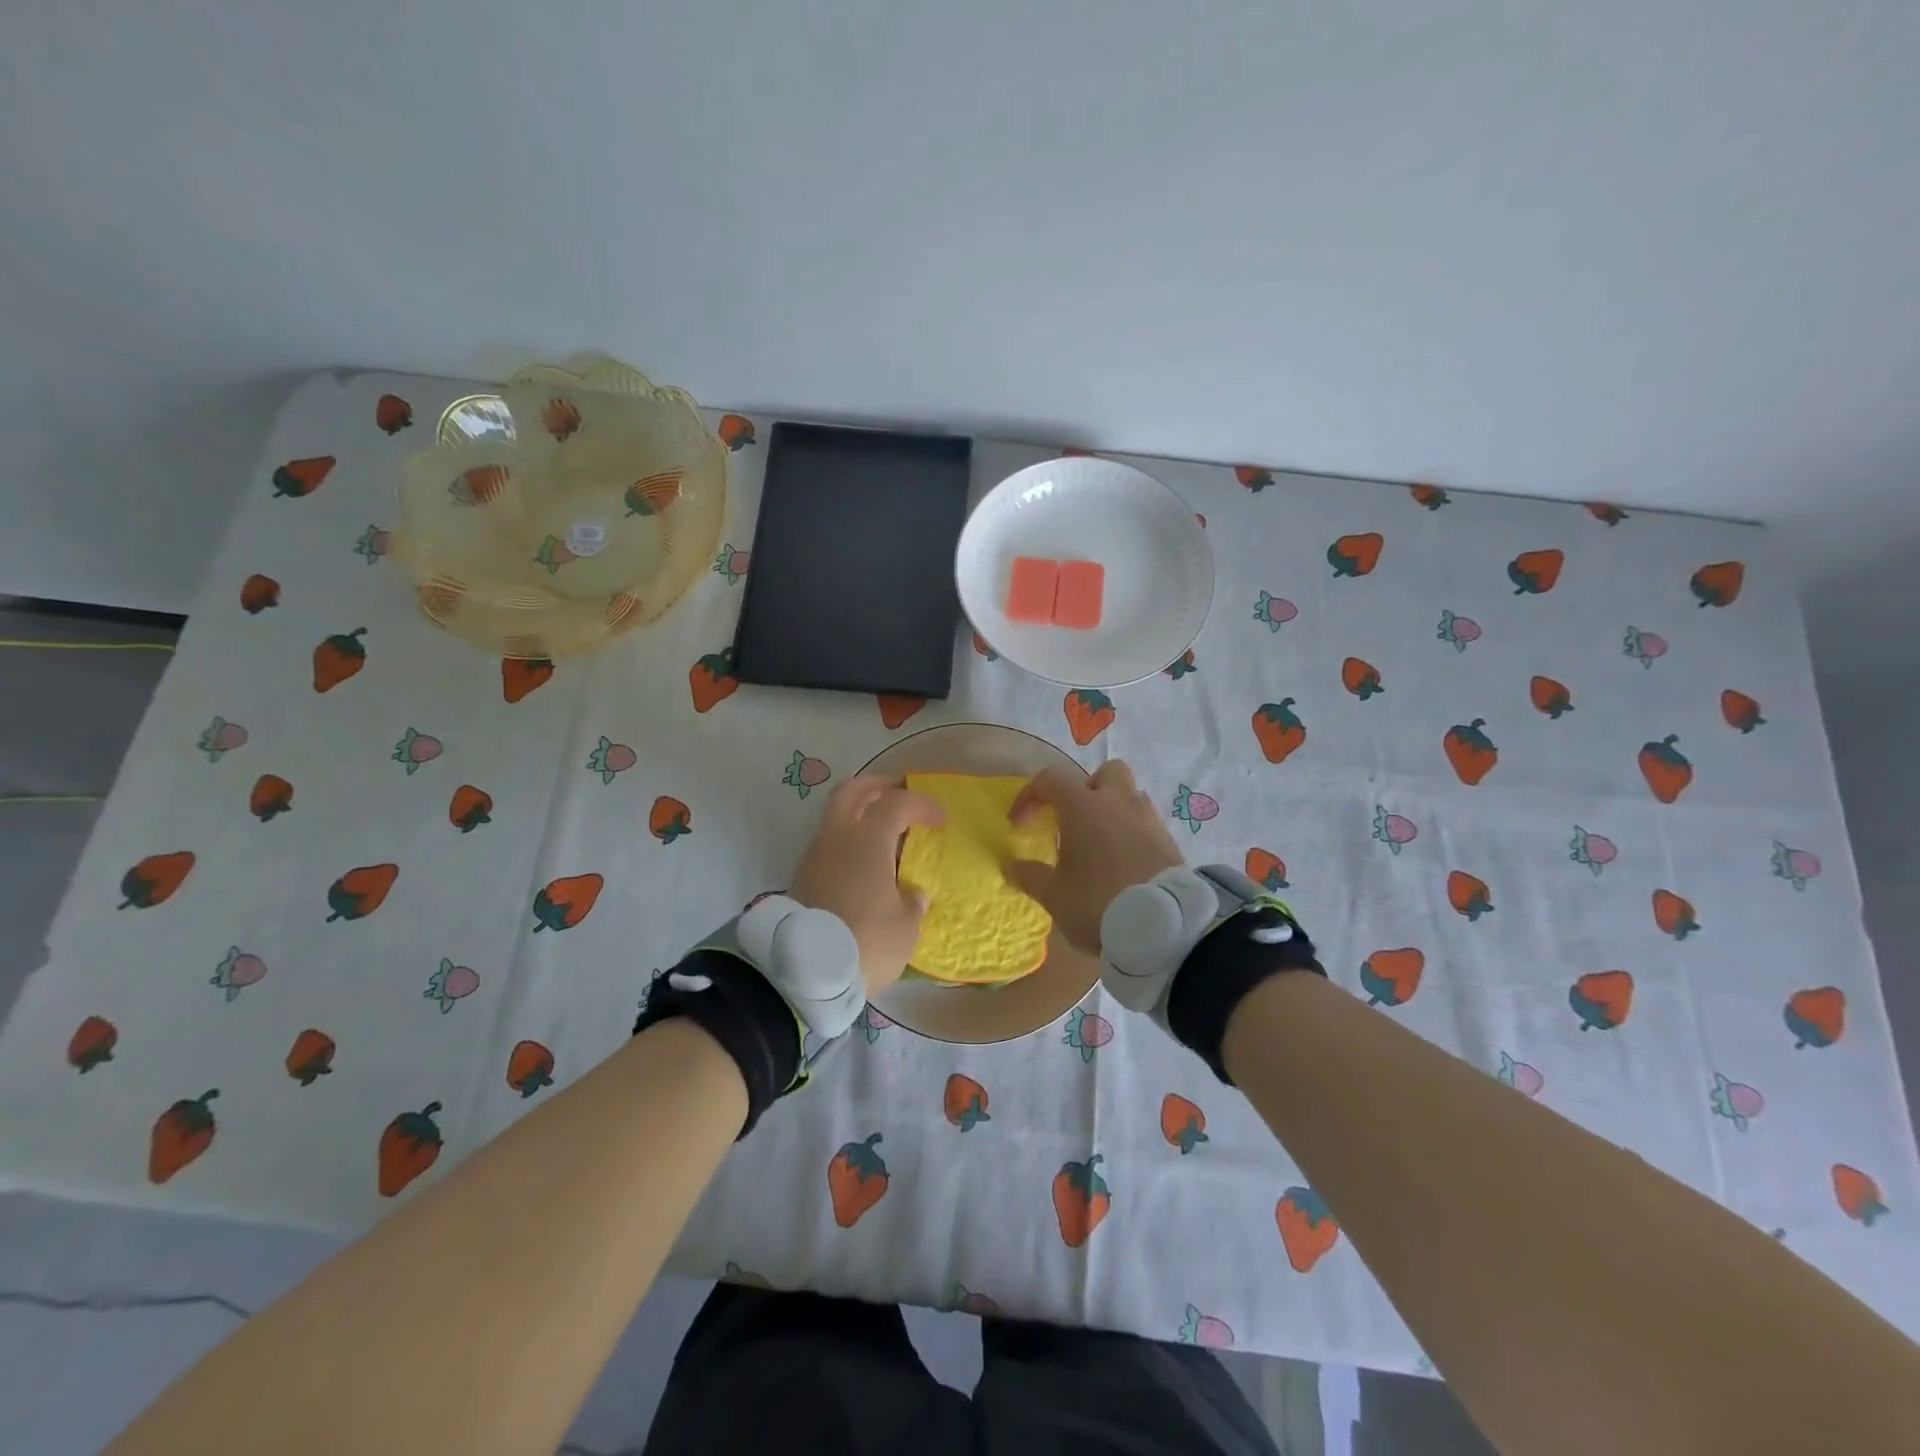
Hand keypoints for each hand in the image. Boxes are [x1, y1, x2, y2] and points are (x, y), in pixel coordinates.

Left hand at [788, 776, 943, 995]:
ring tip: (883, 839)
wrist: (805, 974)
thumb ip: (912, 903)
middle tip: (898, 796)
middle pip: (852, 792)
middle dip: (877, 788)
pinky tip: (863, 868)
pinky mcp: (801, 879)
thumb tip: (911, 894)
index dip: (921, 805)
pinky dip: (847, 845)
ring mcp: (813, 857)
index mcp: (867, 840)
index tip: (939, 821)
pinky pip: (828, 847)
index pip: (896, 802)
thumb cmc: (867, 942)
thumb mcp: (905, 927)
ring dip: (859, 818)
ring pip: (835, 819)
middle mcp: (836, 838)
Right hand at [1004, 760, 1184, 955]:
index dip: (1029, 796)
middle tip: (1074, 819)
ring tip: (1099, 846)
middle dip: (1087, 788)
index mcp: (1083, 807)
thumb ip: (1030, 876)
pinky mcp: (1169, 842)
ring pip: (1130, 797)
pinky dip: (1132, 834)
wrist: (1164, 927)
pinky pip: (1146, 824)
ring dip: (1112, 812)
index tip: (1019, 823)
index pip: (1050, 780)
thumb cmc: (1098, 902)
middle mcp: (1118, 803)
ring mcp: (1148, 820)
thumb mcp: (1054, 895)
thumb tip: (1010, 866)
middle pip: (1106, 772)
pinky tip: (1123, 863)